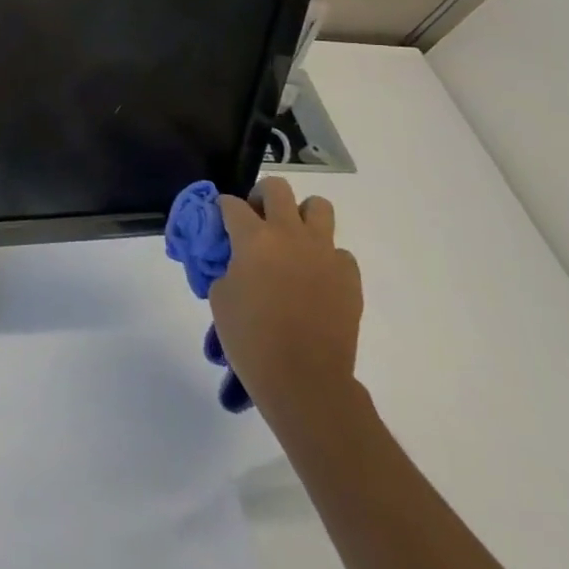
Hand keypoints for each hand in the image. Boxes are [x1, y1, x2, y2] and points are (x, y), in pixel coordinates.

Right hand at [209, 177, 363, 416]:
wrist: (305, 380)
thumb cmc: (251, 338)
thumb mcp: (220, 296)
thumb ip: (227, 266)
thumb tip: (237, 259)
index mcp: (254, 237)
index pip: (231, 204)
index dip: (222, 209)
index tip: (219, 222)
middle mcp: (290, 235)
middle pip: (277, 188)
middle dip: (261, 197)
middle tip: (255, 220)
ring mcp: (325, 253)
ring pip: (318, 207)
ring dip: (300, 216)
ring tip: (290, 239)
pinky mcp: (349, 276)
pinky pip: (338, 250)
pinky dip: (324, 256)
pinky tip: (313, 278)